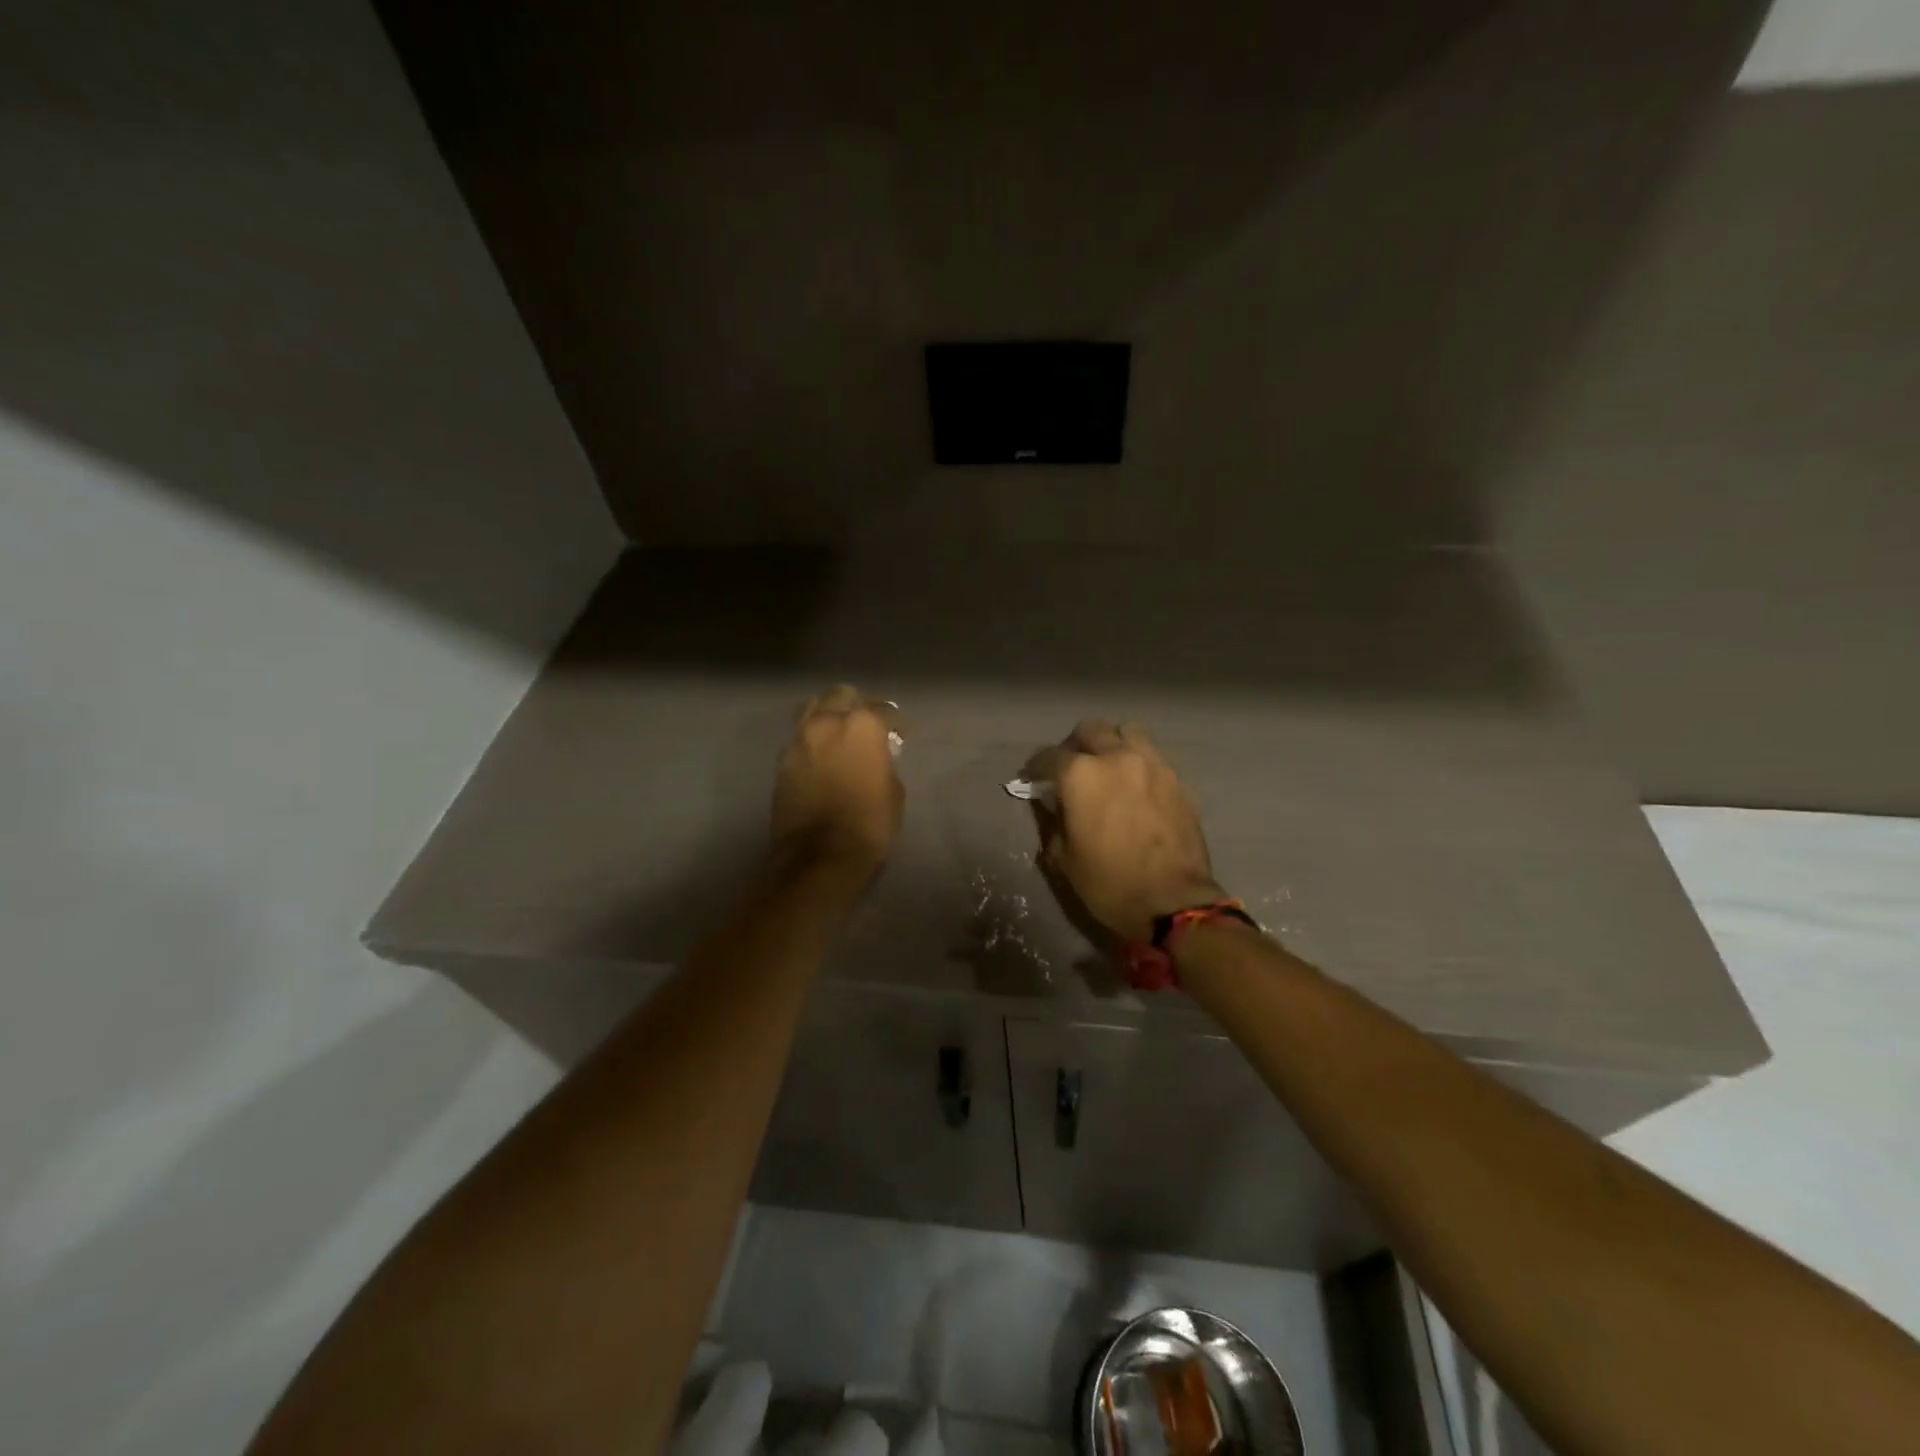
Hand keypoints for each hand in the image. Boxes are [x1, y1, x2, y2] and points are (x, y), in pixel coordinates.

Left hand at [771, 685, 903, 869]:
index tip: (899, 735)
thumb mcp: (893, 790)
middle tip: (865, 726)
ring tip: (838, 735)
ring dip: (828, 716)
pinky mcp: (782, 761)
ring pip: (813, 709)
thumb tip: (876, 757)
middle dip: (855, 706)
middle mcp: (827, 722)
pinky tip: (820, 757)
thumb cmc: (869, 823)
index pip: (884, 710)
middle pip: (841, 696)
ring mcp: (799, 740)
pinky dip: (811, 741)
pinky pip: (800, 738)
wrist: (820, 856)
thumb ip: (884, 762)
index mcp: (862, 725)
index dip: (895, 724)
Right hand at [1025, 720, 1224, 943]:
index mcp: (1081, 775)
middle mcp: (1115, 757)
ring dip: (1111, 742)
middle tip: (1070, 767)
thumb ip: (1052, 821)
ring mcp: (1151, 764)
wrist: (1173, 901)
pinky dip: (1136, 760)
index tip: (1032, 779)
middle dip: (1074, 745)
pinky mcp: (1175, 778)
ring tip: (1107, 765)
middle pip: (1090, 730)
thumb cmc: (1109, 883)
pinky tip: (1133, 784)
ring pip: (1126, 731)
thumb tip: (1050, 802)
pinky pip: (1151, 754)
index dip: (1035, 768)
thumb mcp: (1063, 858)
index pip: (1049, 757)